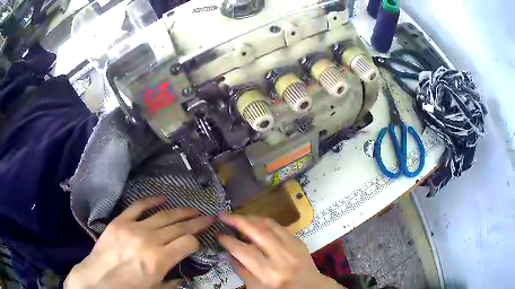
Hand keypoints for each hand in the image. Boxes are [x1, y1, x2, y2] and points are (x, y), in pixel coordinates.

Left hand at [65, 196, 213, 288]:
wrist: (98, 280)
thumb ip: (173, 281)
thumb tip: (184, 274)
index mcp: (159, 260)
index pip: (187, 242)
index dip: (196, 241)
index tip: (199, 242)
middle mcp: (148, 241)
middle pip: (178, 226)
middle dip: (196, 222)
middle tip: (208, 217)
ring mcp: (132, 228)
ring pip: (163, 215)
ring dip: (180, 211)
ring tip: (192, 209)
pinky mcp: (120, 221)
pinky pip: (138, 206)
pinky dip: (152, 201)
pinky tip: (163, 198)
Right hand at [218, 213, 344, 288]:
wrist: (309, 287)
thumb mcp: (256, 287)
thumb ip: (241, 270)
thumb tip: (228, 252)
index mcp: (268, 273)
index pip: (244, 251)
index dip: (228, 241)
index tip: (218, 235)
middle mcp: (281, 257)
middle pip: (257, 232)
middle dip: (237, 220)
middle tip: (223, 215)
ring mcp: (292, 246)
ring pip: (269, 225)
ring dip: (250, 218)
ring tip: (237, 217)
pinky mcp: (298, 241)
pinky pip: (279, 226)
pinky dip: (264, 222)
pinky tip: (255, 222)